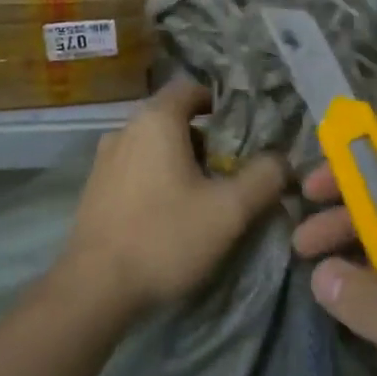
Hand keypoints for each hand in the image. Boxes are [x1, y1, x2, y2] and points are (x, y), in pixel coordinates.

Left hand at [58, 78, 287, 320]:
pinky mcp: (94, 187)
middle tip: (229, 170)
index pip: (190, 88)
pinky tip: (168, 213)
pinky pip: (134, 167)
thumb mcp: (229, 211)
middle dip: (204, 139)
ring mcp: (104, 158)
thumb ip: (263, 178)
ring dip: (180, 160)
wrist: (94, 287)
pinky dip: (156, 177)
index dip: (219, 103)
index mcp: (156, 120)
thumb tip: (282, 160)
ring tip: (203, 195)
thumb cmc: (165, 237)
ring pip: (152, 145)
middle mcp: (125, 129)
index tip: (242, 132)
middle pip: (172, 118)